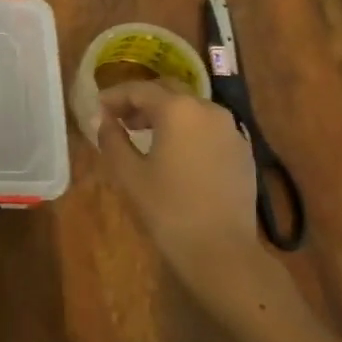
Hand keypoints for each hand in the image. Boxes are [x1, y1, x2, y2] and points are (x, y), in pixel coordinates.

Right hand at [97, 80, 279, 309]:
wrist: (223, 252)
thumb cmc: (168, 209)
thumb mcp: (129, 173)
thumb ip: (111, 139)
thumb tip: (103, 119)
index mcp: (178, 109)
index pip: (139, 89)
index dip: (115, 96)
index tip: (98, 109)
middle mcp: (208, 109)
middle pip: (168, 91)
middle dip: (141, 101)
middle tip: (119, 118)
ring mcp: (231, 129)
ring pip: (191, 108)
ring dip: (166, 114)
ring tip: (144, 135)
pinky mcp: (243, 150)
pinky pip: (209, 127)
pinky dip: (188, 129)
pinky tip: (176, 153)